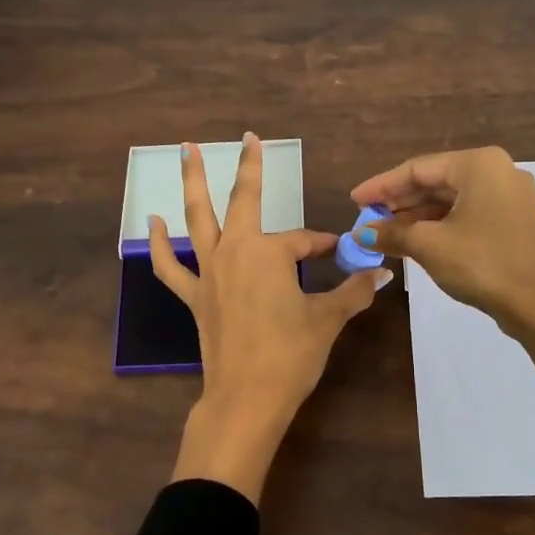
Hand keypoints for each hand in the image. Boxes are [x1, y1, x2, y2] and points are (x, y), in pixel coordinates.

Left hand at [153, 133, 387, 500]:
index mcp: (269, 253)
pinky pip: (170, 266)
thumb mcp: (327, 320)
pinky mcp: (194, 296)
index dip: (326, 246)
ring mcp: (209, 272)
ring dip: (192, 183)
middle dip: (249, 167)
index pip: (305, 241)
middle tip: (247, 136)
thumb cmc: (291, 355)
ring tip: (185, 150)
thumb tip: (381, 272)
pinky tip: (153, 222)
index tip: (343, 253)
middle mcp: (235, 251)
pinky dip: (160, 244)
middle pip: (242, 201)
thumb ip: (353, 291)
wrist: (246, 398)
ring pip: (197, 218)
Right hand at [350, 146, 534, 336]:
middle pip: (435, 182)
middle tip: (367, 219)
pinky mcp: (513, 221)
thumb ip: (392, 233)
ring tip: (385, 233)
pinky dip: (439, 225)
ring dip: (417, 216)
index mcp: (478, 165)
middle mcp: (497, 171)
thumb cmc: (481, 263)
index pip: (417, 169)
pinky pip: (467, 213)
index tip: (355, 201)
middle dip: (399, 202)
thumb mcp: (429, 246)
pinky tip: (415, 240)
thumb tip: (360, 234)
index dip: (381, 186)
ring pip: (451, 199)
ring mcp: (509, 197)